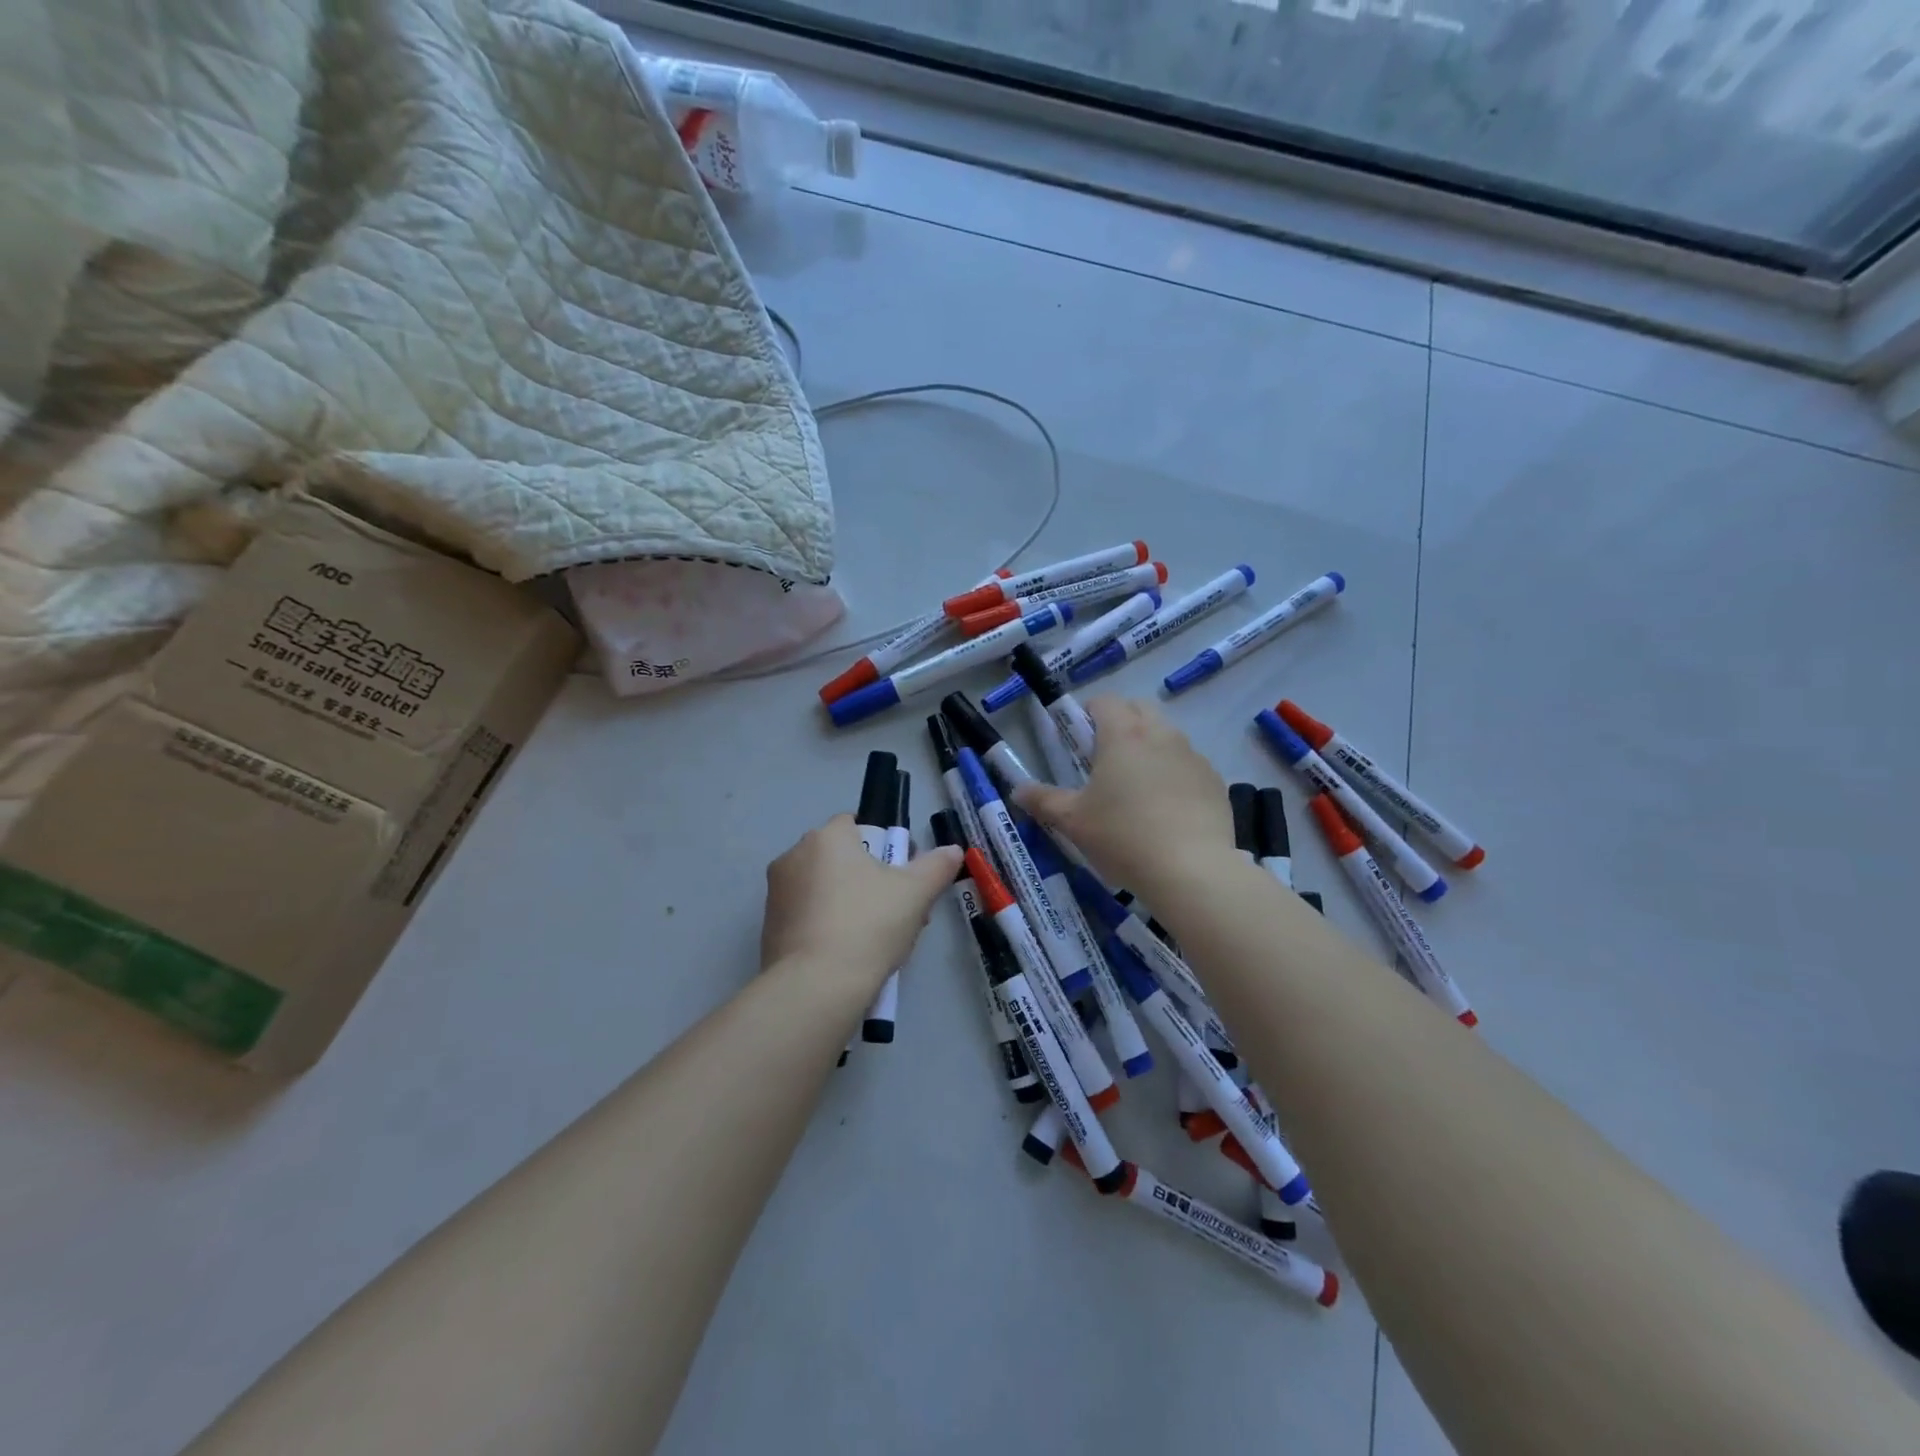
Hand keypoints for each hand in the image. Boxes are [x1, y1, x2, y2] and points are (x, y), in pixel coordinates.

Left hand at [760, 815, 963, 989]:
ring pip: (824, 889)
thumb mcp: (915, 893)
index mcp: (826, 838)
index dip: (884, 845)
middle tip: (898, 911)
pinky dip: (827, 927)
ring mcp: (776, 893)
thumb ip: (936, 866)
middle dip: (869, 879)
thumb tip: (953, 850)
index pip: (855, 824)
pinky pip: (807, 916)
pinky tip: (849, 955)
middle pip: (841, 858)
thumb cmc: (868, 925)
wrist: (816, 987)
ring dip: (849, 903)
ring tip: (878, 940)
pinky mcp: (769, 928)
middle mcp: (794, 856)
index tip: (902, 874)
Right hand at [1014, 697, 1234, 893]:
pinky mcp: (1215, 782)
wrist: (1191, 871)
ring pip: (1167, 736)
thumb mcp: (1072, 821)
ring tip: (1136, 787)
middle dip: (1121, 722)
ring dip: (1149, 747)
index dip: (1088, 712)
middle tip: (1104, 758)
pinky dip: (1175, 775)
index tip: (1078, 738)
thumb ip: (1043, 800)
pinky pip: (1189, 765)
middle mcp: (1161, 735)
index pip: (1105, 701)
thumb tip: (1017, 790)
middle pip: (1140, 709)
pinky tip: (1167, 810)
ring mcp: (1193, 757)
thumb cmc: (1122, 837)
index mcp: (1123, 735)